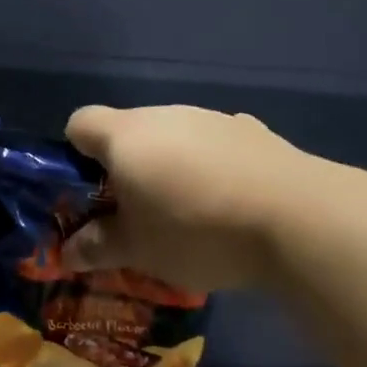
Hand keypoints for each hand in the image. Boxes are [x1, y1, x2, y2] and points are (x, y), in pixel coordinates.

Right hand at [61, 104, 315, 291]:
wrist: (298, 218)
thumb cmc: (196, 229)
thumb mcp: (138, 250)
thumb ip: (98, 246)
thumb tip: (68, 252)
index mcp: (125, 135)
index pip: (80, 123)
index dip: (74, 154)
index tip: (89, 192)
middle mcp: (165, 114)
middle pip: (129, 131)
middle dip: (125, 168)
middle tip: (137, 215)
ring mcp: (212, 118)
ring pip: (174, 137)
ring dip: (170, 166)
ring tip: (189, 215)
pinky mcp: (253, 131)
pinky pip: (215, 145)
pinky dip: (211, 166)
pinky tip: (231, 203)